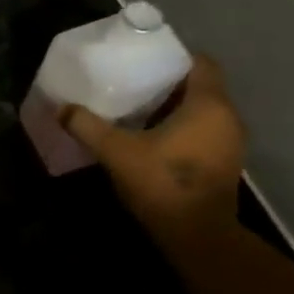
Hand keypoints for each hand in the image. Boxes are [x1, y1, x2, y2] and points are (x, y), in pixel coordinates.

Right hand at [61, 55, 246, 250]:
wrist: (197, 236)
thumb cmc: (162, 183)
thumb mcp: (116, 151)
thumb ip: (88, 126)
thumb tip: (62, 109)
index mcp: (209, 104)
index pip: (201, 63)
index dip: (174, 57)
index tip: (144, 60)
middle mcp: (228, 117)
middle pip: (200, 87)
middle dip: (168, 84)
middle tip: (132, 83)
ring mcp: (231, 144)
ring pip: (203, 112)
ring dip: (175, 110)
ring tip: (138, 111)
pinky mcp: (225, 165)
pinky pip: (204, 134)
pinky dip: (182, 130)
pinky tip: (153, 140)